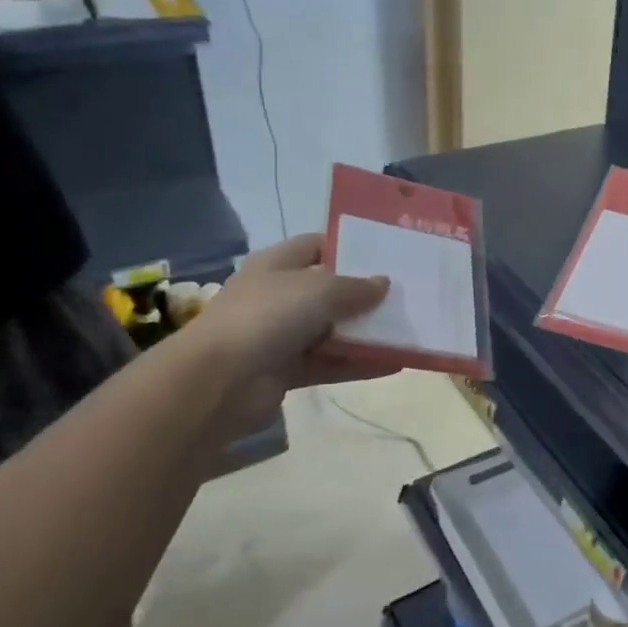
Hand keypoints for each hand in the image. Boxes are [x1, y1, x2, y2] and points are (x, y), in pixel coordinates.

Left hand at [181, 234, 388, 435]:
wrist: (218, 380)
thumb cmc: (268, 316)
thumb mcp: (320, 290)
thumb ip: (356, 287)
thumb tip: (384, 283)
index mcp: (278, 264)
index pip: (318, 246)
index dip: (350, 247)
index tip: (387, 255)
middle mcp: (279, 295)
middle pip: (330, 290)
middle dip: (366, 294)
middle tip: (407, 295)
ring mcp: (282, 335)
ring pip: (334, 330)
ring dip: (367, 333)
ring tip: (409, 331)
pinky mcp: (288, 370)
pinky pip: (332, 363)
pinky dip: (360, 364)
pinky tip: (396, 363)